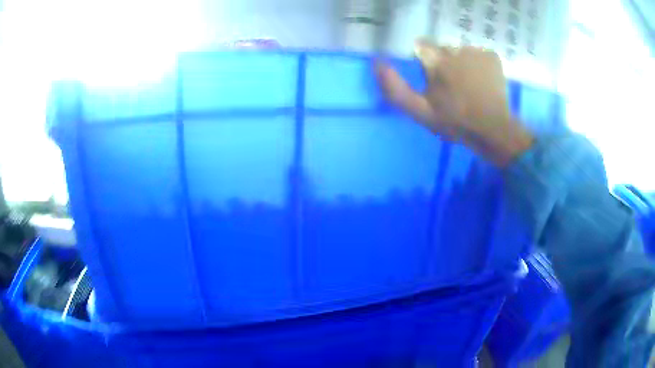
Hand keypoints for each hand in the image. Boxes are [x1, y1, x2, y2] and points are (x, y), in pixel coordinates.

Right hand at [376, 39, 533, 166]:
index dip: (425, 62)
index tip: (431, 78)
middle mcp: (455, 48)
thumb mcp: (420, 111)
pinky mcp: (492, 57)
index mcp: (435, 61)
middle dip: (444, 64)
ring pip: (461, 52)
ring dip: (462, 64)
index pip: (421, 47)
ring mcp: (476, 51)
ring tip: (469, 86)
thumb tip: (377, 63)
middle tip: (452, 87)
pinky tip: (482, 82)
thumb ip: (395, 88)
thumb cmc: (455, 122)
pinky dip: (479, 65)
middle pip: (443, 50)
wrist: (493, 130)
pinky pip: (479, 55)